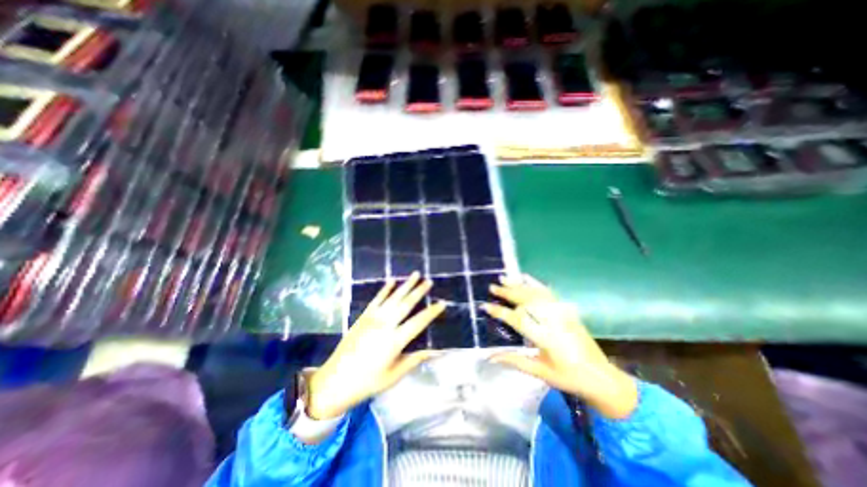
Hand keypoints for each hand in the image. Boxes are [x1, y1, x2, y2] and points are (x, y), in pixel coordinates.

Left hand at [304, 272, 442, 419]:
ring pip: (393, 298)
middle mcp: (385, 325)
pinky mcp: (363, 317)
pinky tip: (391, 281)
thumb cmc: (367, 382)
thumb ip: (414, 360)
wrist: (334, 381)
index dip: (431, 312)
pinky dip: (385, 289)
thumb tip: (435, 351)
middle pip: (406, 304)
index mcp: (395, 341)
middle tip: (429, 281)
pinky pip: (376, 299)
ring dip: (405, 285)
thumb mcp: (394, 375)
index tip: (442, 303)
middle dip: (419, 291)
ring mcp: (373, 319)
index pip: (418, 322)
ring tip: (415, 274)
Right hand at [484, 275, 638, 417]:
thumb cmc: (568, 378)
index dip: (500, 312)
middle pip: (526, 301)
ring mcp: (561, 313)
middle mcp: (552, 320)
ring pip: (536, 293)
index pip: (517, 319)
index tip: (485, 305)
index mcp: (545, 337)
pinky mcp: (566, 310)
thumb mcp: (540, 372)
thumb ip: (514, 361)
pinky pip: (549, 292)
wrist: (601, 377)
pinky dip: (536, 283)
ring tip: (504, 278)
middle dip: (507, 293)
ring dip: (518, 285)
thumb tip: (490, 357)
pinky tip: (526, 277)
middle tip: (492, 286)